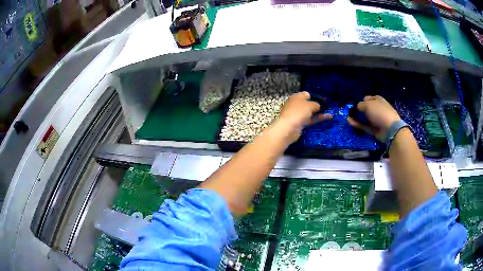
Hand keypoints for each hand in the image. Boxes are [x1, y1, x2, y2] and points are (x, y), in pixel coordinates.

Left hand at [274, 91, 331, 143]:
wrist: (288, 128)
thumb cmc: (299, 112)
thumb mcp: (310, 105)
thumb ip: (316, 104)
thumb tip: (318, 107)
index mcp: (296, 97)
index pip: (306, 94)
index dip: (314, 97)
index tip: (323, 100)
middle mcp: (296, 104)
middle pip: (308, 104)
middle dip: (316, 106)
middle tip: (326, 108)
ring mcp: (297, 114)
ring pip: (309, 113)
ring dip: (318, 113)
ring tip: (329, 114)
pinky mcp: (299, 123)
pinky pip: (310, 120)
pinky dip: (317, 119)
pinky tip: (326, 119)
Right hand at [347, 95, 400, 141]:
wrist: (390, 129)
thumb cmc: (379, 112)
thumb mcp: (367, 105)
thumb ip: (360, 105)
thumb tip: (357, 107)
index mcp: (377, 99)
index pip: (367, 98)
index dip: (361, 101)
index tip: (354, 105)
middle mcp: (377, 109)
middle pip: (366, 109)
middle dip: (358, 110)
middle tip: (350, 112)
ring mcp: (376, 119)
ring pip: (364, 118)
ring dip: (356, 118)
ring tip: (348, 118)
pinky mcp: (374, 129)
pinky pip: (364, 126)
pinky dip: (358, 124)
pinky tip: (350, 122)